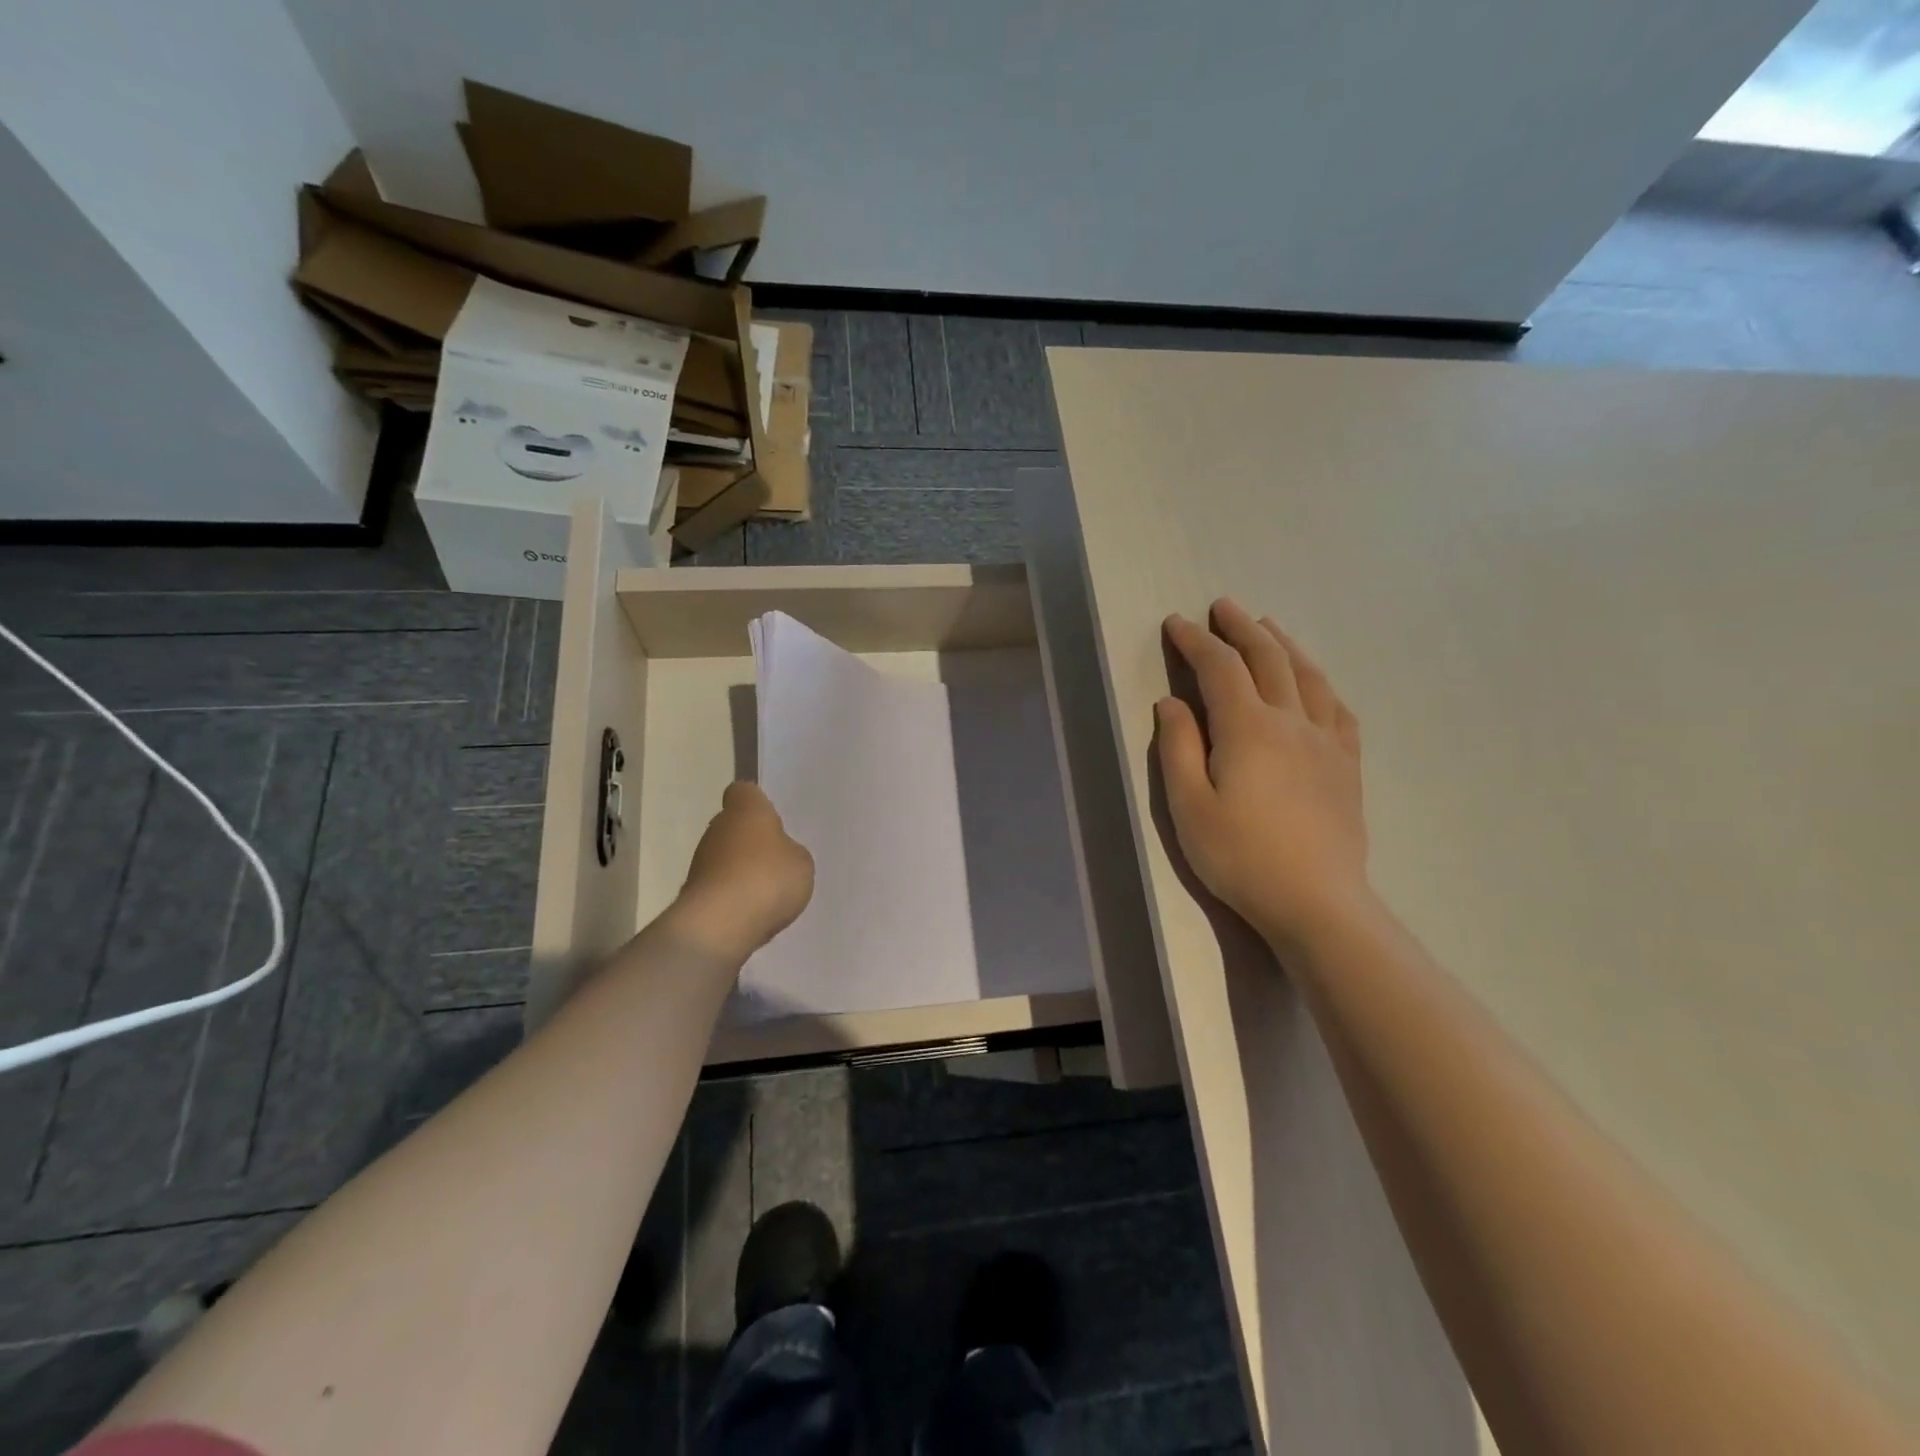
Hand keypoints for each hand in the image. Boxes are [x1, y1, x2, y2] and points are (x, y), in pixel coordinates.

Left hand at [672, 782, 814, 961]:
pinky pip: (721, 887)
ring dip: (742, 870)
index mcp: (745, 810)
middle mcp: (717, 829)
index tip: (773, 818)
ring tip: (769, 892)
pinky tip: (753, 912)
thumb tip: (779, 853)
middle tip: (778, 860)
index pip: (744, 792)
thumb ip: (791, 852)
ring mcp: (700, 862)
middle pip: (734, 826)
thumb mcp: (801, 862)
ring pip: (725, 857)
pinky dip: (734, 896)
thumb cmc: (766, 878)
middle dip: (752, 840)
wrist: (719, 926)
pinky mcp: (694, 894)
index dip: (758, 803)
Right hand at [1156, 600, 1371, 953]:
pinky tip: (1315, 684)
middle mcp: (1291, 721)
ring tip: (1269, 627)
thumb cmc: (1240, 856)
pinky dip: (1322, 684)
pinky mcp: (1347, 766)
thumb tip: (1172, 703)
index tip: (1176, 623)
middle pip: (1268, 658)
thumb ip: (1178, 747)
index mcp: (1247, 727)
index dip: (1196, 641)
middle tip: (1223, 607)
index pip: (1219, 668)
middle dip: (1242, 627)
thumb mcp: (1188, 805)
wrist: (1316, 902)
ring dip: (1284, 644)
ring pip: (1308, 676)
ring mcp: (1326, 741)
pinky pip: (1339, 710)